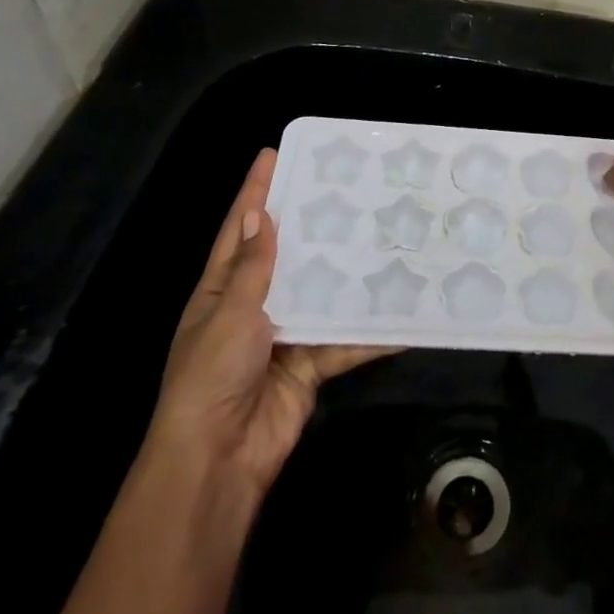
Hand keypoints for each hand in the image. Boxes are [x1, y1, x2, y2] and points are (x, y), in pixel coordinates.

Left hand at [145, 149, 391, 497]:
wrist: (219, 459)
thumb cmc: (211, 375)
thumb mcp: (230, 313)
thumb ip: (253, 268)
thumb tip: (262, 214)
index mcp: (221, 290)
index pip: (240, 229)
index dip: (254, 192)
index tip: (273, 154)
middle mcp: (253, 306)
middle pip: (286, 255)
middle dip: (311, 224)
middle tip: (346, 188)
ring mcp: (284, 335)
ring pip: (322, 293)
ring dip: (347, 273)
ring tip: (382, 236)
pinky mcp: (311, 364)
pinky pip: (344, 340)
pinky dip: (371, 332)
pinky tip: (402, 313)